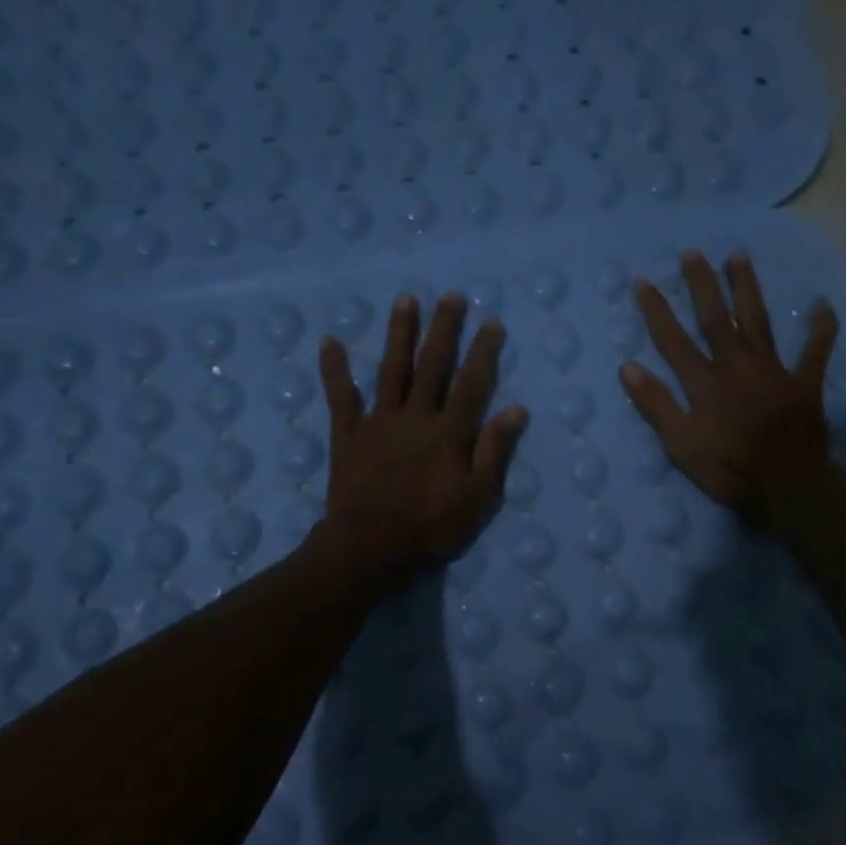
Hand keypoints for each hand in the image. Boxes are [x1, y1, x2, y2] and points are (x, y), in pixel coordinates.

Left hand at [316, 291, 527, 583]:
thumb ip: (494, 452)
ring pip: (392, 369)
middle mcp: (415, 416)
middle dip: (444, 329)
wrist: (369, 548)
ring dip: (399, 334)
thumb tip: (516, 409)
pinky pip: (340, 396)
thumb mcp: (477, 498)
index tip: (491, 321)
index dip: (483, 351)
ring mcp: (378, 422)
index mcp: (449, 432)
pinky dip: (334, 369)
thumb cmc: (430, 528)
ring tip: (406, 300)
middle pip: (433, 365)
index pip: (471, 383)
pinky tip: (328, 341)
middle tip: (451, 296)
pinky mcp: (348, 434)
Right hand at [620, 251, 838, 529]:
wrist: (788, 488)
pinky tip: (822, 305)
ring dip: (747, 288)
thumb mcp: (681, 445)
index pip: (673, 340)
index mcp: (706, 383)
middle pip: (716, 319)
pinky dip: (820, 329)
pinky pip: (815, 351)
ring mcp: (774, 371)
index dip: (656, 310)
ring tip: (739, 256)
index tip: (643, 281)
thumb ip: (657, 405)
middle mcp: (738, 366)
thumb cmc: (729, 470)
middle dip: (702, 285)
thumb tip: (628, 367)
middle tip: (692, 253)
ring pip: (759, 321)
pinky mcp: (804, 384)